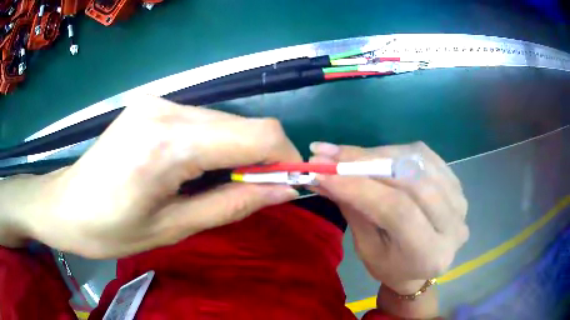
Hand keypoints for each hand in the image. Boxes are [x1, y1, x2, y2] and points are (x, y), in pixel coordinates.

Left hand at [13, 96, 300, 257]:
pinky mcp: (152, 105)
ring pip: (224, 121)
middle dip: (259, 158)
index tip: (288, 183)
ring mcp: (158, 102)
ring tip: (216, 184)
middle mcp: (167, 110)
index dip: (284, 157)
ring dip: (234, 152)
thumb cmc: (110, 230)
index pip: (257, 133)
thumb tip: (284, 190)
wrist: (65, 205)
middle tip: (252, 192)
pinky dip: (213, 144)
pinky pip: (201, 121)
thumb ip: (233, 204)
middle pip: (243, 124)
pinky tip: (193, 167)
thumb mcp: (173, 228)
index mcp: (169, 144)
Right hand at [310, 142, 467, 294]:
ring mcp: (460, 201)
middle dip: (364, 163)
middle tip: (326, 154)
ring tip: (345, 154)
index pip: (397, 210)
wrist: (422, 266)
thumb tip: (321, 175)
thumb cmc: (391, 267)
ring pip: (417, 162)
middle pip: (410, 181)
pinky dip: (395, 151)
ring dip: (377, 154)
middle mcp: (454, 225)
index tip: (319, 170)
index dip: (358, 186)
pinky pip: (425, 156)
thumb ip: (352, 209)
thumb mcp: (367, 248)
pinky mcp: (457, 183)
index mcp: (431, 254)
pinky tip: (374, 155)